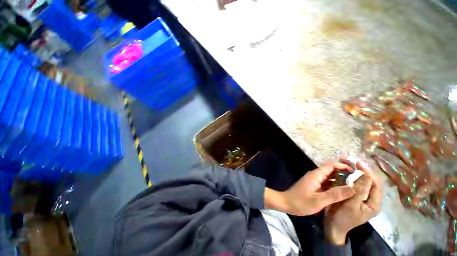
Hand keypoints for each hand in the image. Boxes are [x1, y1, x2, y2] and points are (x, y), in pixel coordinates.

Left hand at [265, 162, 355, 215]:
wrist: (286, 203)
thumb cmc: (300, 202)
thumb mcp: (318, 200)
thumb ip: (335, 194)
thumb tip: (352, 188)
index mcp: (316, 175)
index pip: (331, 165)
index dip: (343, 166)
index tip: (356, 172)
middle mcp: (315, 175)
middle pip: (331, 170)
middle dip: (344, 173)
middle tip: (359, 180)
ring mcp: (314, 181)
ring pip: (329, 177)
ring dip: (340, 180)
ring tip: (355, 186)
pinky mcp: (314, 186)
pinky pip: (326, 183)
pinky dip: (335, 185)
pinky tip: (343, 192)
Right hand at [324, 160, 382, 244]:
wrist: (333, 226)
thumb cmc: (343, 217)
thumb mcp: (351, 205)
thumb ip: (360, 191)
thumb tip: (366, 175)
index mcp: (374, 203)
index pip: (376, 184)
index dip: (368, 172)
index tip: (357, 162)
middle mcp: (370, 199)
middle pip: (369, 181)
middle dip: (360, 170)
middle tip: (349, 160)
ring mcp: (361, 197)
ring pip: (361, 181)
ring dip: (354, 171)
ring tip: (345, 163)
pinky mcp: (353, 196)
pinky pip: (353, 183)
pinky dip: (349, 176)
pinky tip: (342, 171)